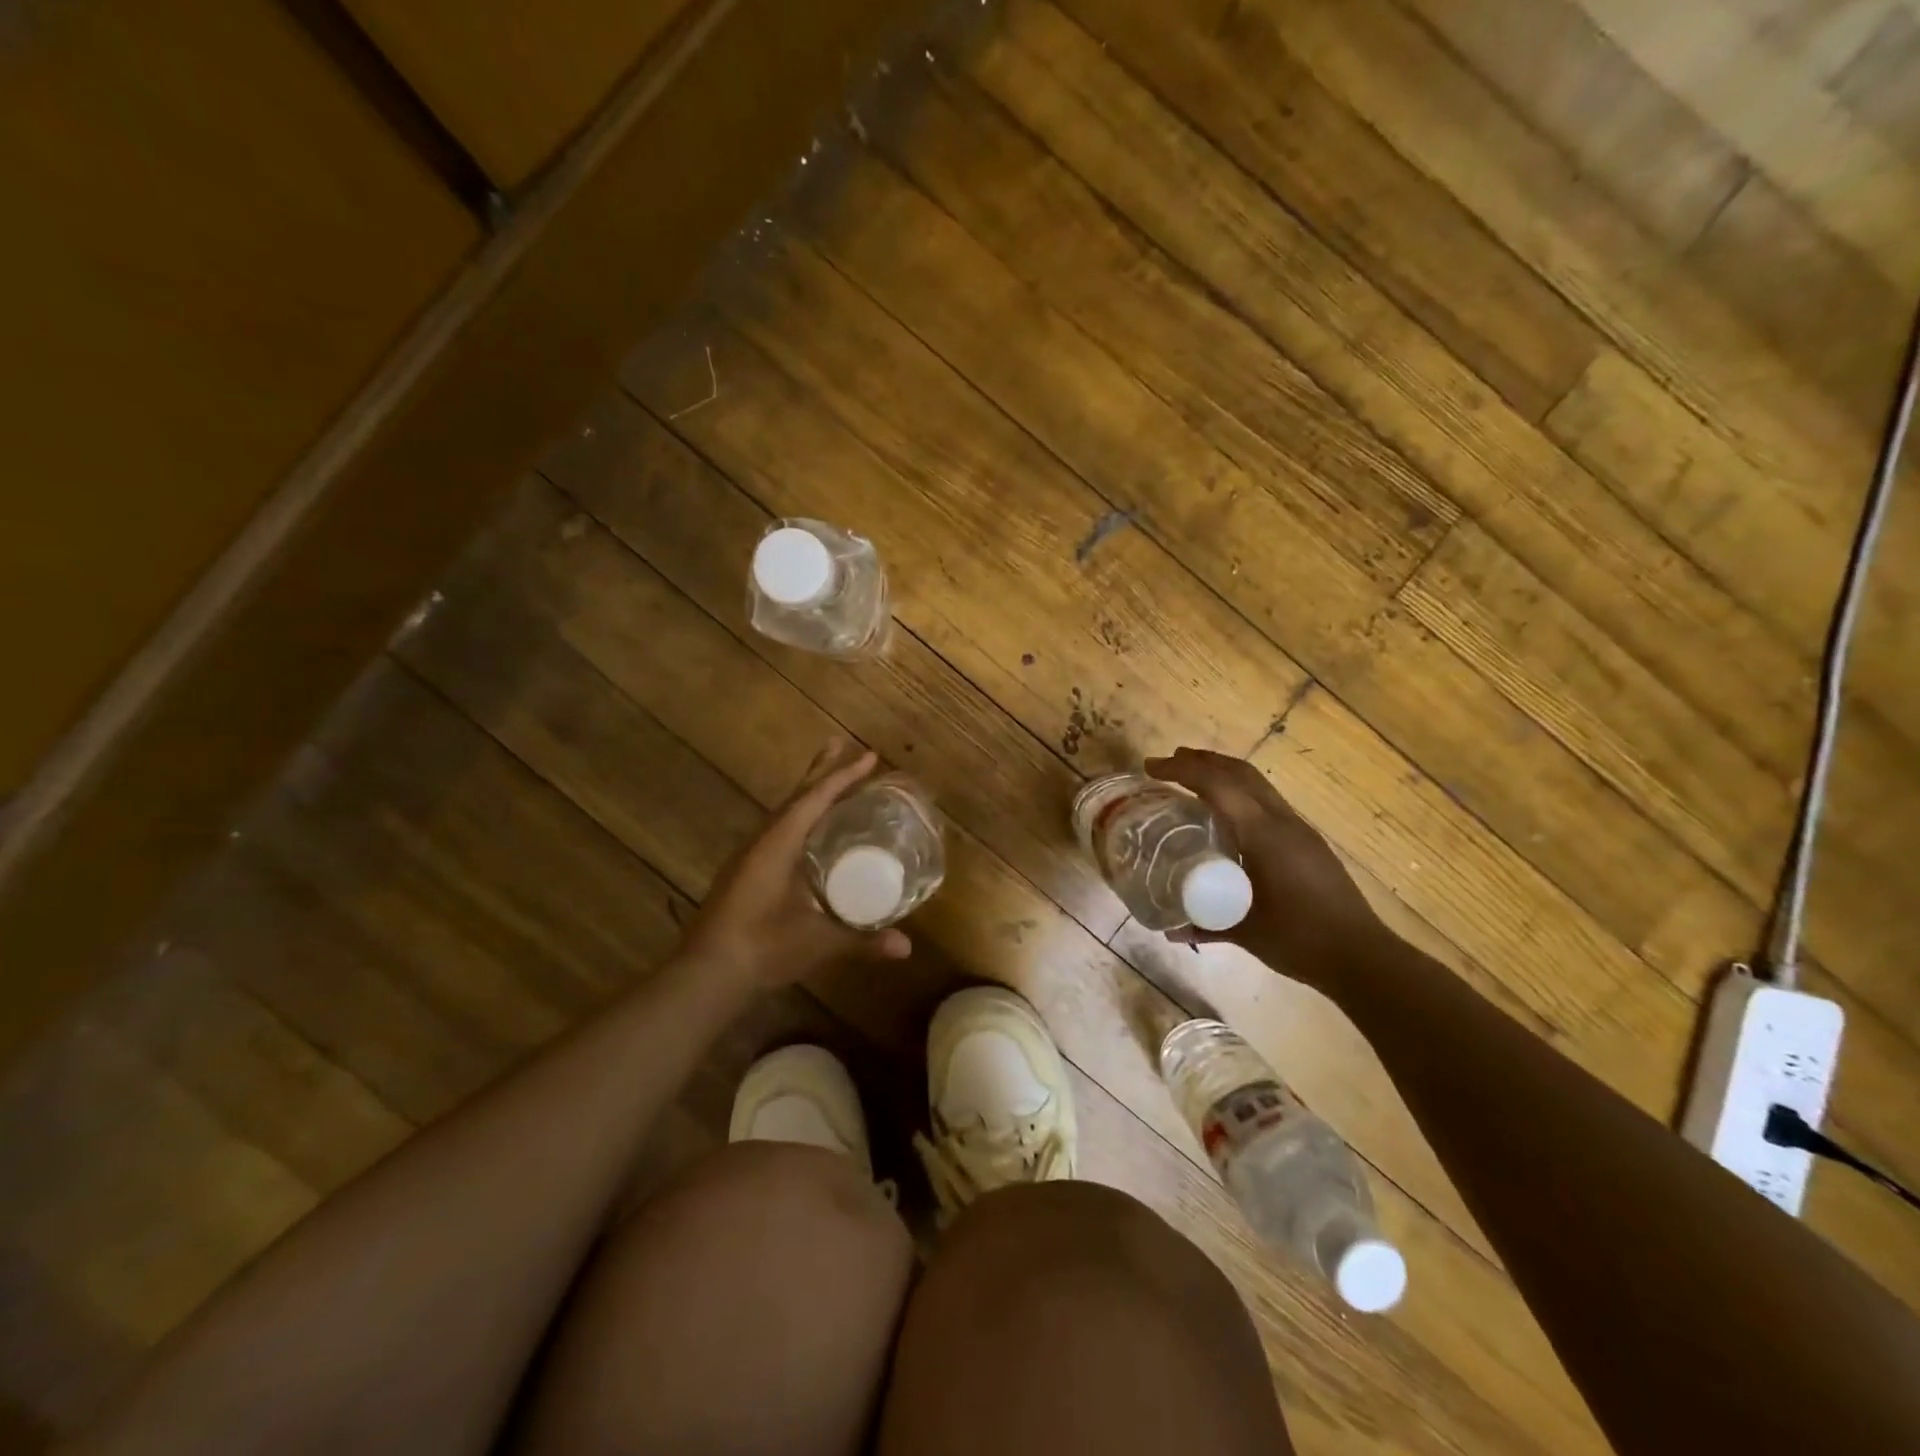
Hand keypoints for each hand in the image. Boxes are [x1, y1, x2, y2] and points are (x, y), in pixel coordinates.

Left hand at [678, 738, 912, 995]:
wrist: (704, 976)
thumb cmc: (761, 949)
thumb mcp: (816, 943)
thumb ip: (861, 941)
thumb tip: (906, 947)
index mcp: (777, 845)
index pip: (815, 800)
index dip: (843, 777)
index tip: (869, 756)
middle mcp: (761, 842)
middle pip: (796, 797)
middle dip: (820, 771)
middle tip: (839, 742)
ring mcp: (748, 858)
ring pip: (783, 813)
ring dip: (807, 794)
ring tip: (827, 781)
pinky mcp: (743, 874)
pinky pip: (776, 831)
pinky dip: (797, 819)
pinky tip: (805, 832)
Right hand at [1146, 748, 1389, 988]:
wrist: (1362, 957)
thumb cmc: (1299, 940)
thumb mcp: (1244, 931)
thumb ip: (1204, 924)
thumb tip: (1167, 927)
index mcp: (1263, 834)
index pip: (1217, 785)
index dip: (1182, 769)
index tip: (1151, 767)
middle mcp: (1282, 822)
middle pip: (1240, 772)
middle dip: (1203, 760)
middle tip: (1169, 762)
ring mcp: (1299, 830)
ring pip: (1257, 784)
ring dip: (1224, 774)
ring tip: (1194, 779)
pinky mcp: (1308, 843)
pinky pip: (1267, 803)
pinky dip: (1240, 794)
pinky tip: (1228, 815)